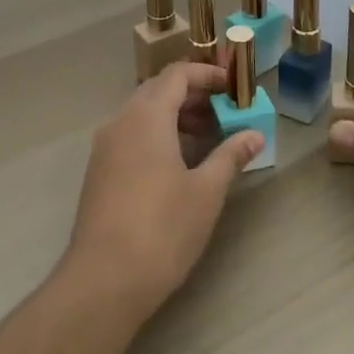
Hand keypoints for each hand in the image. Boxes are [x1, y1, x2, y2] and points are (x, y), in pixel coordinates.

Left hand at [64, 61, 262, 321]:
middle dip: (193, 96)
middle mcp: (121, 121)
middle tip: (225, 112)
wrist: (104, 279)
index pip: (177, 74)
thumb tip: (254, 135)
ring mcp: (105, 147)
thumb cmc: (162, 228)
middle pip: (158, 90)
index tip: (232, 87)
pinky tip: (178, 165)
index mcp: (147, 116)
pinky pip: (131, 136)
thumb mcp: (206, 191)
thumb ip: (230, 156)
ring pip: (142, 114)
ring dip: (175, 117)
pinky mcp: (99, 171)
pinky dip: (157, 135)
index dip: (206, 74)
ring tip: (207, 139)